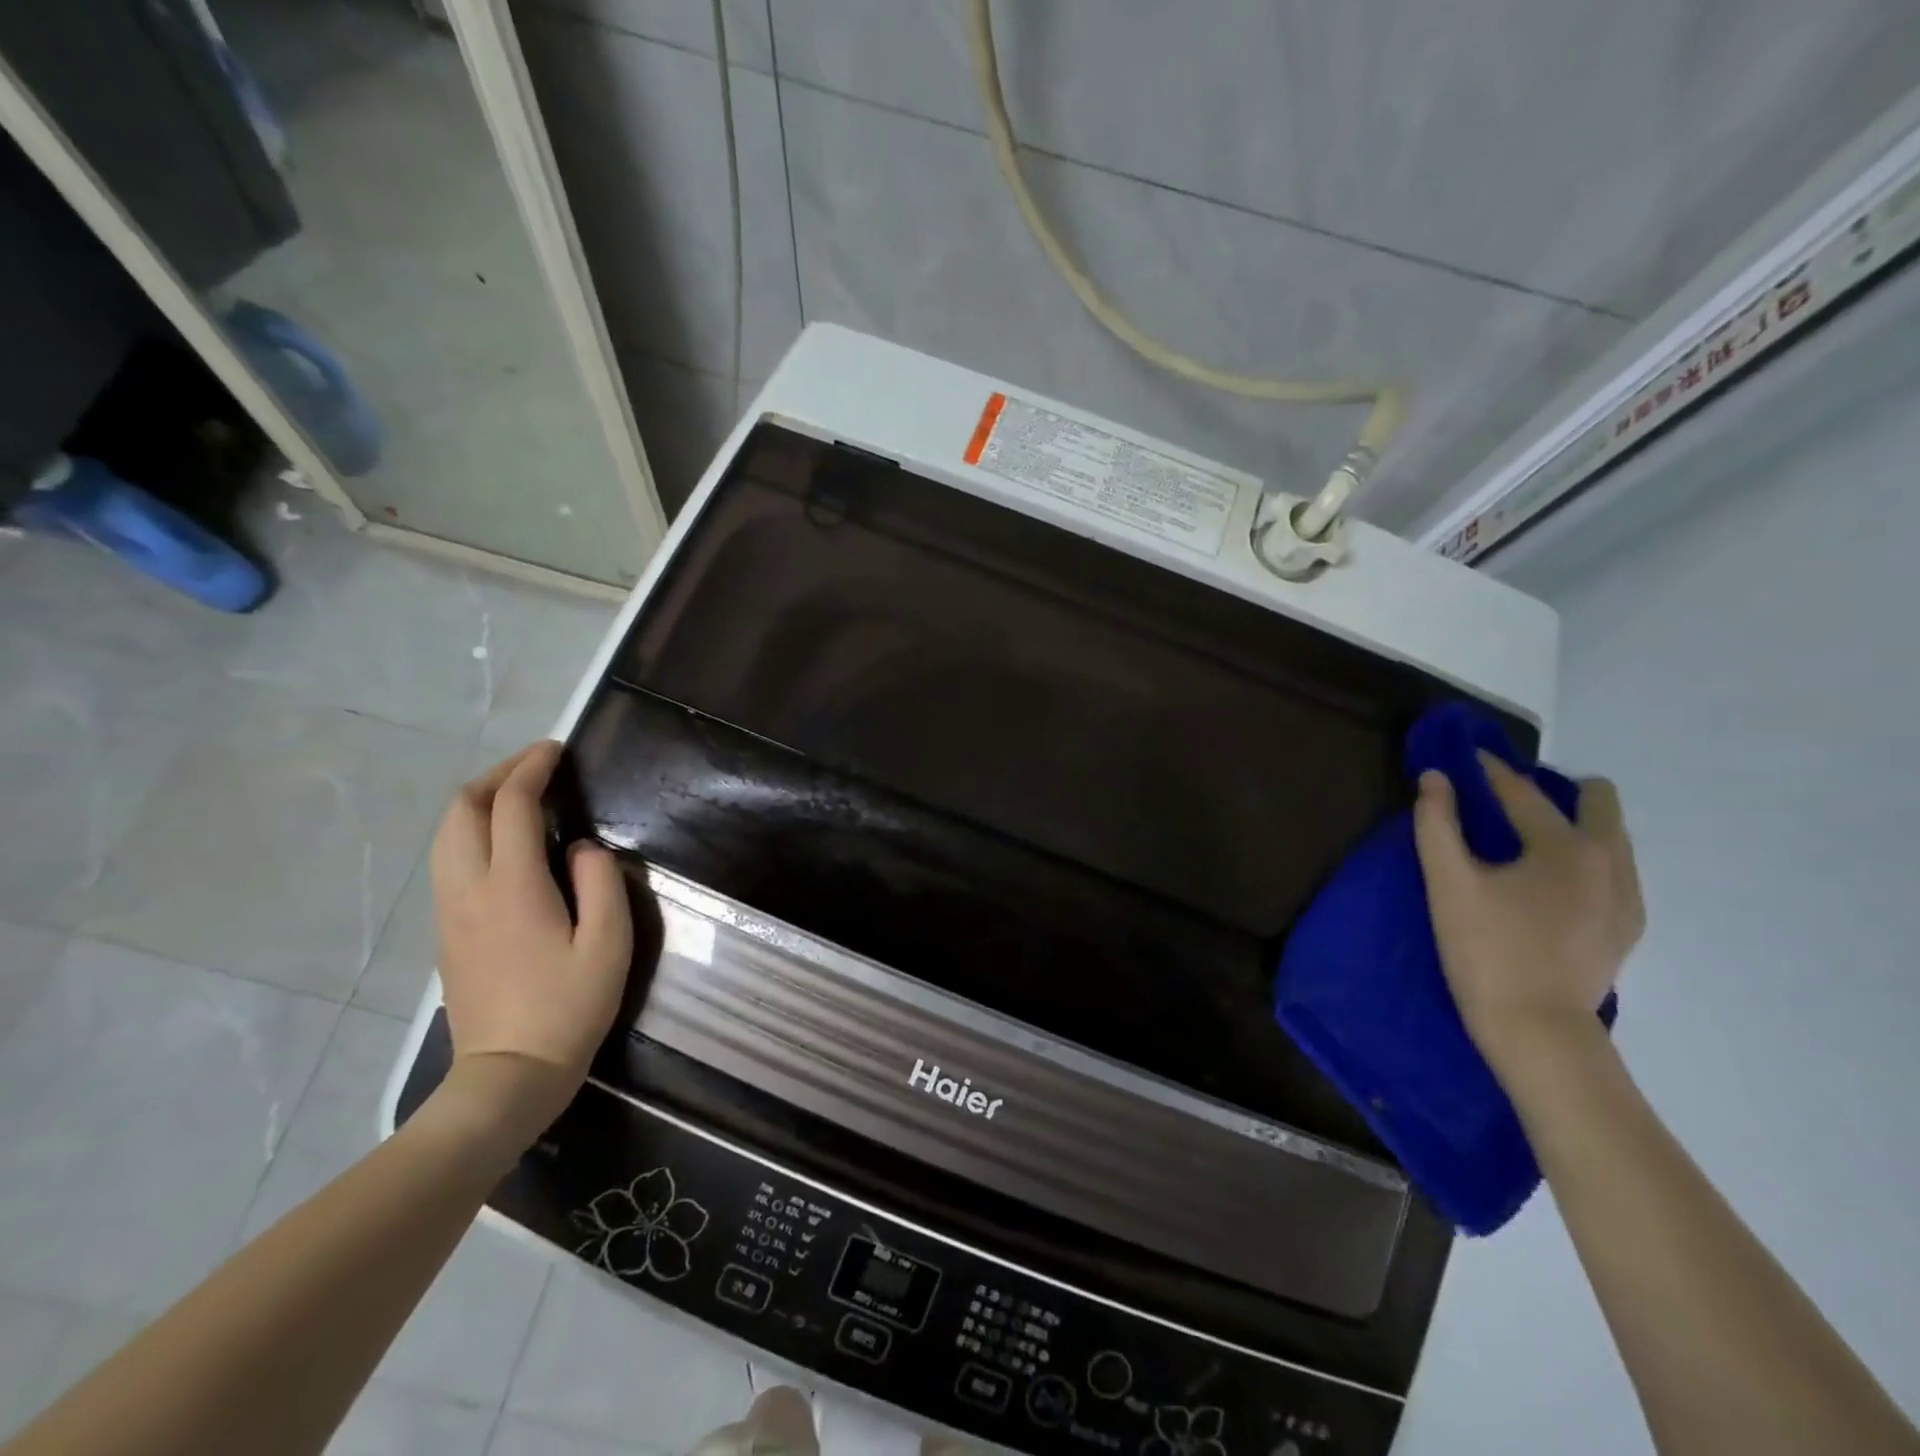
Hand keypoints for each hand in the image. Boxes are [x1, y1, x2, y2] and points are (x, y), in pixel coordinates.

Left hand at [429, 741, 632, 1139]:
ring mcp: (450, 912)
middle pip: (461, 810)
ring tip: (518, 796)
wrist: (508, 1077)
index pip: (510, 806)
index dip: (532, 769)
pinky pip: (448, 860)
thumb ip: (601, 883)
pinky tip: (503, 842)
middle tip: (536, 767)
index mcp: (512, 887)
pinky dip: (470, 830)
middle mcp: (469, 890)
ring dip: (478, 802)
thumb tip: (581, 849)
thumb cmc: (569, 1008)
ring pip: (446, 835)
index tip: (557, 750)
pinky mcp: (447, 932)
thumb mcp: (609, 944)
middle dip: (496, 775)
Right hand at [1413, 752, 1643, 1069]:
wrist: (1537, 1030)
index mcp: (1564, 847)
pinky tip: (1551, 882)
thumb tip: (1435, 779)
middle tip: (1508, 802)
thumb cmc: (1485, 950)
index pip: (1522, 792)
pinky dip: (1585, 858)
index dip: (1488, 771)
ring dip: (1573, 823)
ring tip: (1527, 839)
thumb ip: (1437, 824)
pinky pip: (1614, 870)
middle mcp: (1609, 861)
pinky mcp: (1627, 927)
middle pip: (1598, 801)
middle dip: (1554, 789)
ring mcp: (1626, 897)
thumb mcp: (1448, 883)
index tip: (1466, 757)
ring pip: (1611, 836)